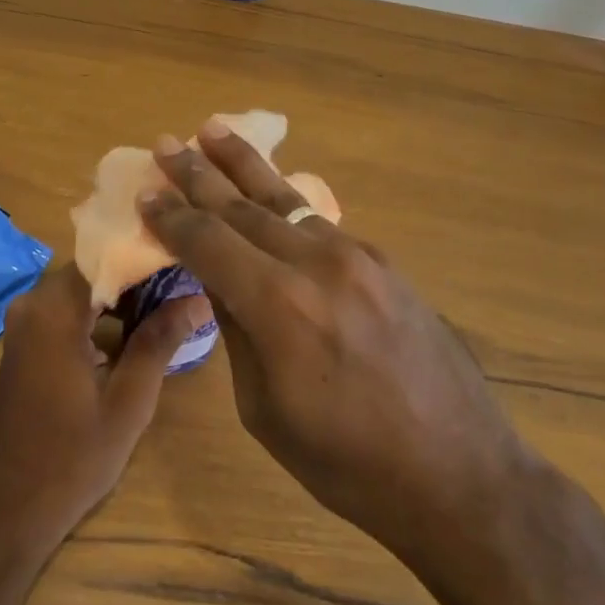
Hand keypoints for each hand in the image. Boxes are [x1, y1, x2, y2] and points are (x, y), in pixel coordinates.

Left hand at [0, 264, 209, 545]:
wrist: (9, 509)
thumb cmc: (72, 457)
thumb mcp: (128, 401)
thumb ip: (160, 341)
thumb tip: (198, 298)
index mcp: (54, 310)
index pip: (107, 255)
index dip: (147, 254)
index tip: (187, 256)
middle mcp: (33, 303)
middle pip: (94, 268)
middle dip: (138, 273)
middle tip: (186, 279)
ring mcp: (25, 322)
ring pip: (82, 287)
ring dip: (121, 294)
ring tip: (170, 300)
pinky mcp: (25, 340)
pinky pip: (67, 308)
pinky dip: (99, 311)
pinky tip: (135, 328)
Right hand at [140, 123, 527, 562]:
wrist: (458, 473)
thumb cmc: (347, 463)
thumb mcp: (266, 409)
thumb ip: (237, 331)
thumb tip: (218, 279)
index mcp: (279, 306)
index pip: (209, 243)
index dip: (173, 218)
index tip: (145, 196)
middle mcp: (317, 263)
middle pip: (243, 206)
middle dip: (199, 174)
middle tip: (167, 143)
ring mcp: (357, 256)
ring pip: (286, 199)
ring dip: (244, 166)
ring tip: (213, 130)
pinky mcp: (384, 262)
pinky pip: (319, 223)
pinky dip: (285, 204)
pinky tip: (269, 193)